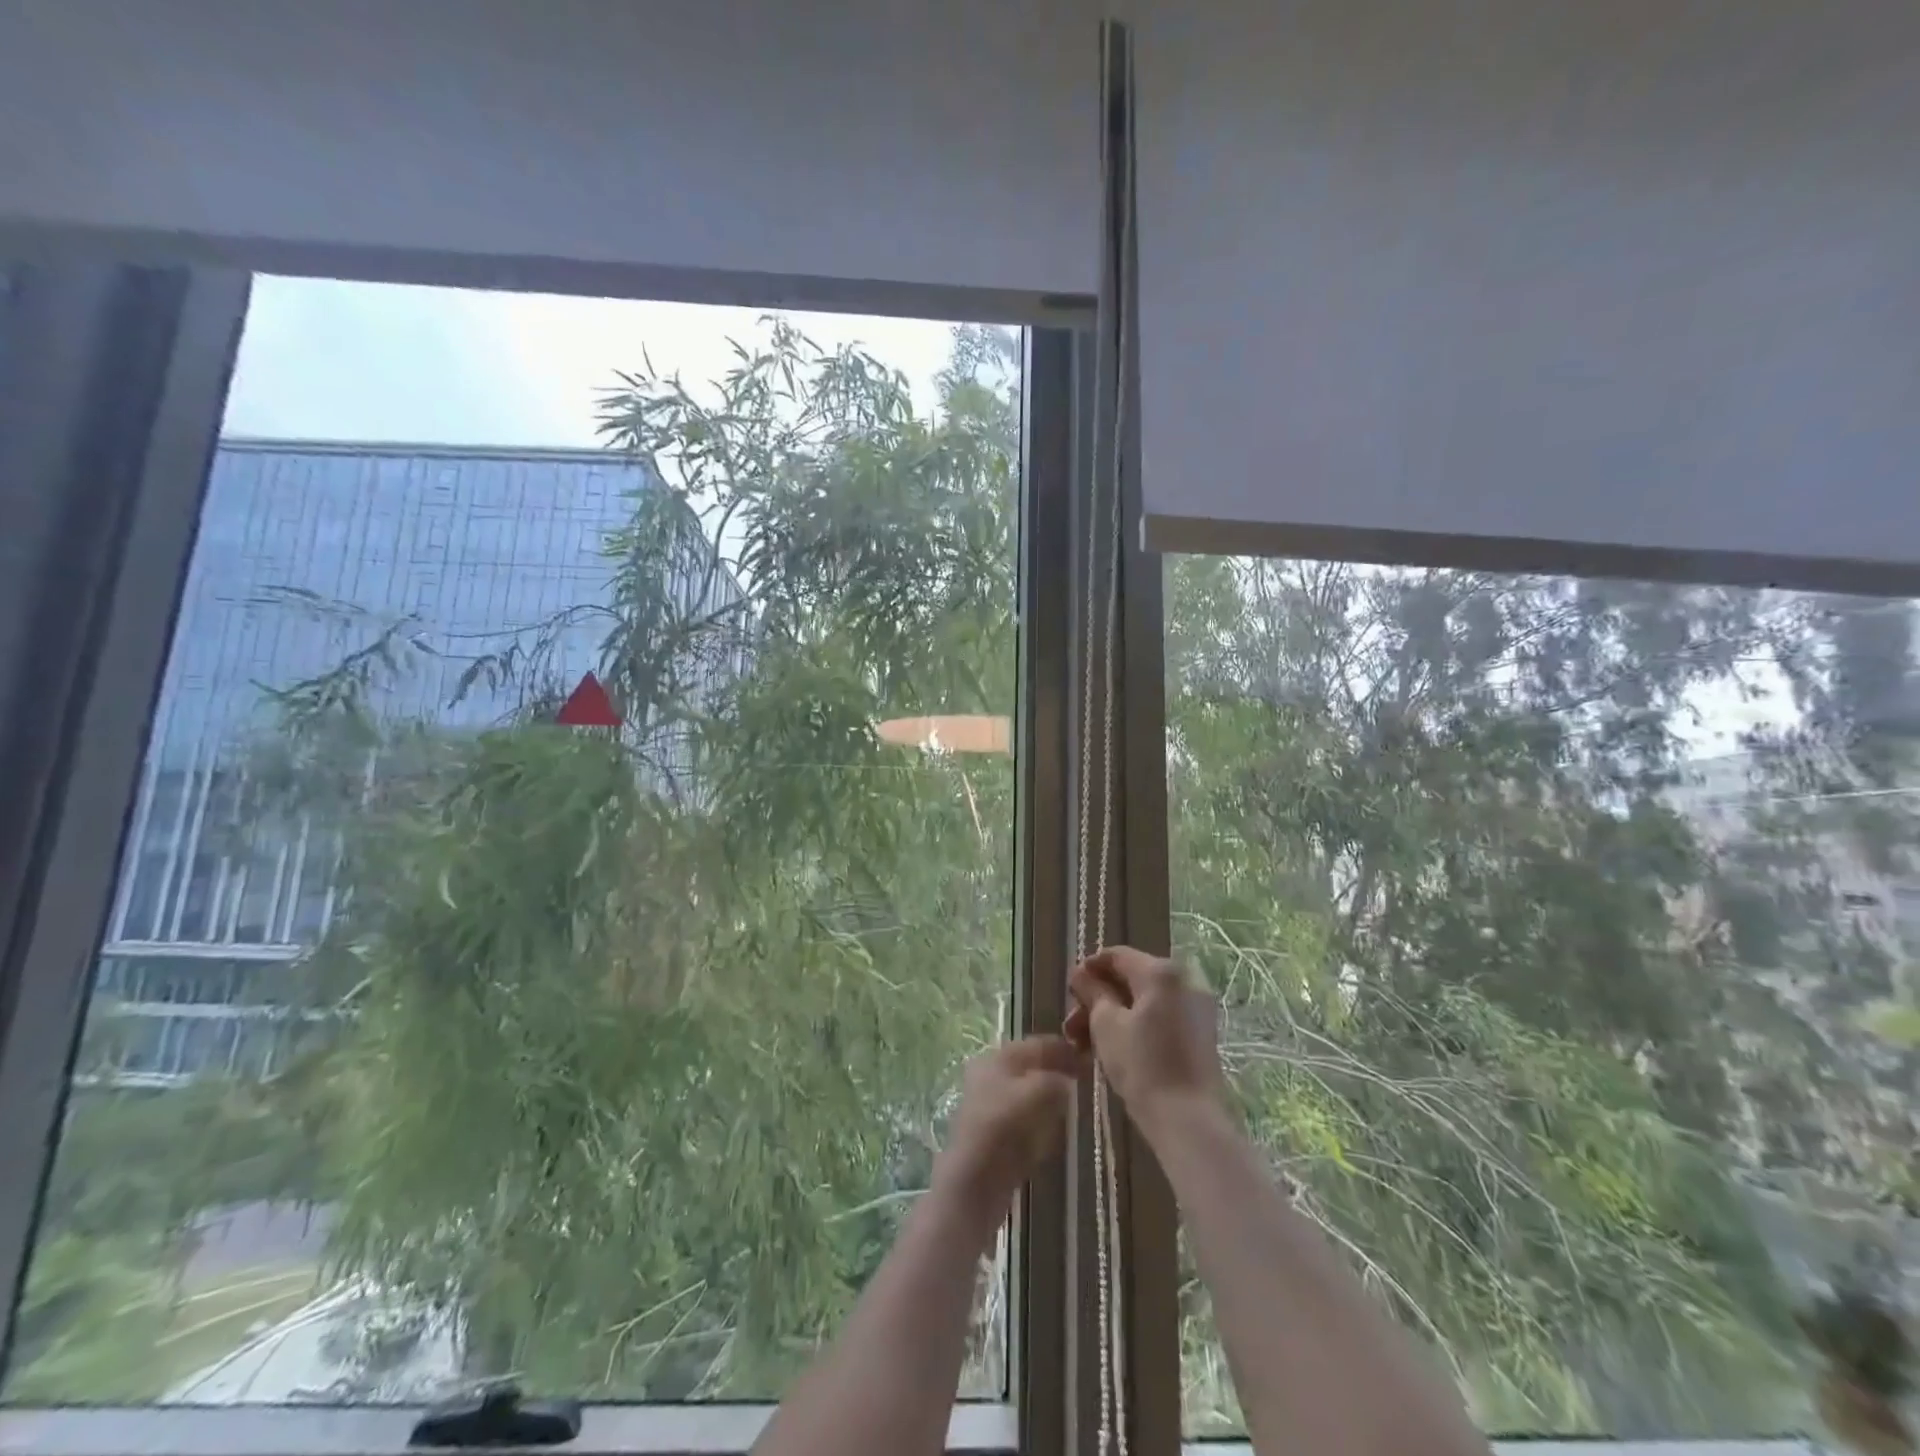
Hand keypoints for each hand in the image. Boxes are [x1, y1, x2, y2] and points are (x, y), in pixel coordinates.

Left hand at [934, 1036, 1083, 1217]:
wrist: (973, 1183)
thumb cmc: (1003, 1127)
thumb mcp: (1036, 1092)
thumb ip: (1055, 1079)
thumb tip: (1067, 1080)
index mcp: (996, 1058)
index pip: (1035, 1044)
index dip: (1062, 1048)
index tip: (1089, 1055)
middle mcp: (989, 1076)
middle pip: (1030, 1067)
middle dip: (1057, 1071)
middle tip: (1085, 1079)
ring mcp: (990, 1107)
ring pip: (1028, 1093)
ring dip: (1050, 1096)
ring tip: (1075, 1102)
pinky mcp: (995, 1135)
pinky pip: (1025, 1118)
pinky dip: (1041, 1119)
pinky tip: (1056, 1129)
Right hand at [1065, 946, 1226, 1127]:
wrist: (1190, 1122)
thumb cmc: (1143, 1067)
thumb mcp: (1106, 1025)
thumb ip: (1092, 992)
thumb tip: (1081, 974)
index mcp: (1162, 971)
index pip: (1117, 956)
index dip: (1089, 969)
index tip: (1069, 990)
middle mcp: (1185, 979)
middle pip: (1132, 978)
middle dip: (1099, 998)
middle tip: (1073, 1024)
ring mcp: (1197, 1007)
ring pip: (1145, 1000)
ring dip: (1114, 1015)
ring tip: (1086, 1043)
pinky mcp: (1201, 1033)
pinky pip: (1161, 1016)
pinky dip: (1136, 1025)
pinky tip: (1114, 1049)